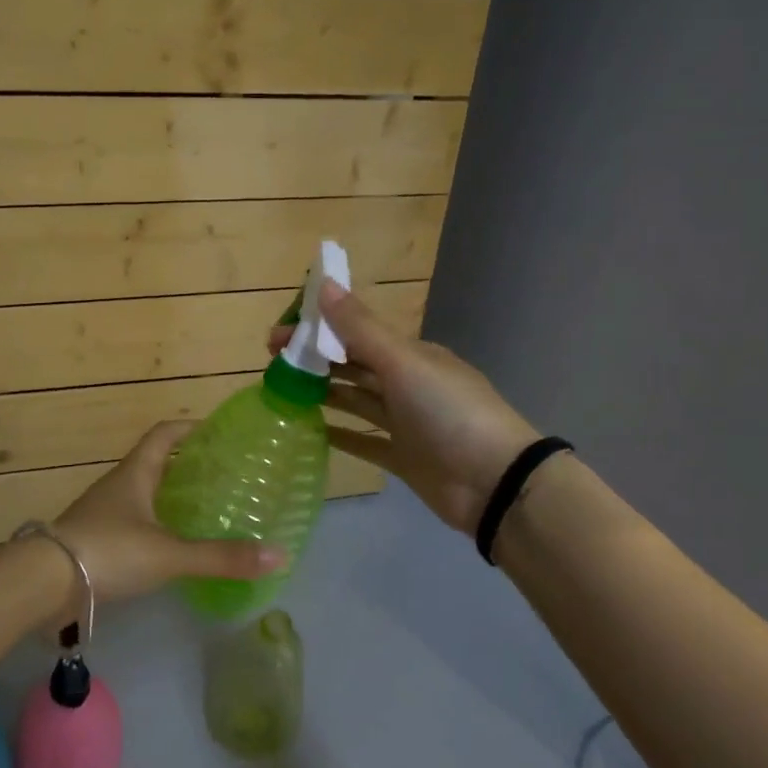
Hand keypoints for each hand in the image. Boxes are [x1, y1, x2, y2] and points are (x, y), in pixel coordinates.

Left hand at [25, 421, 283, 626]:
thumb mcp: (170, 554)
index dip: (190, 428)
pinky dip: (156, 526)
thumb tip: (280, 555)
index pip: (165, 434)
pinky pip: (133, 522)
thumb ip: (221, 557)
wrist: (42, 584)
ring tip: (205, 510)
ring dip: (170, 496)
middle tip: (223, 475)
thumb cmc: (109, 551)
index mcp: (135, 473)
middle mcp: (118, 485)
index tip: (218, 431)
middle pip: (156, 463)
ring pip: (144, 494)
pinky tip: (173, 547)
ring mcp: (103, 513)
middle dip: (187, 465)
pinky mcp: (95, 541)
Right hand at [270, 281, 539, 534]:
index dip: (318, 327)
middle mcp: (407, 383)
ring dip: (323, 391)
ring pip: (355, 400)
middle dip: (314, 358)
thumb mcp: (403, 363)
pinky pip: (363, 441)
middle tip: (271, 359)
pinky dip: (339, 433)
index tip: (280, 331)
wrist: (495, 482)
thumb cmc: (448, 412)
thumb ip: (361, 328)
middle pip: (352, 364)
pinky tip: (310, 430)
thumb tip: (325, 285)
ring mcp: (405, 422)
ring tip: (282, 390)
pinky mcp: (402, 457)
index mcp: (410, 354)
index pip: (356, 331)